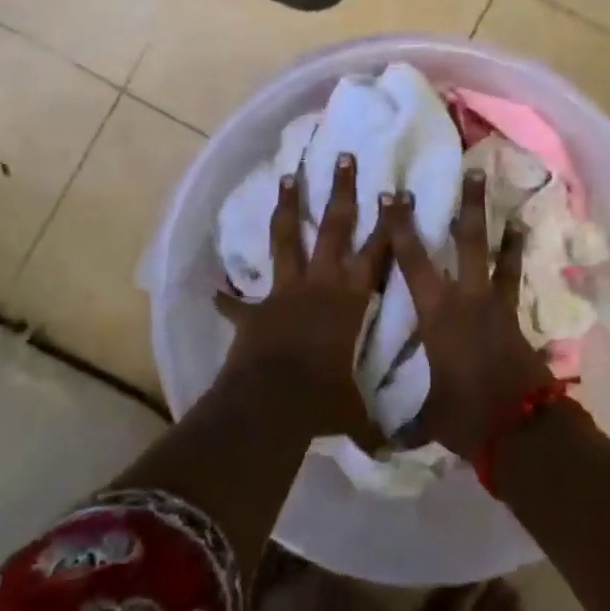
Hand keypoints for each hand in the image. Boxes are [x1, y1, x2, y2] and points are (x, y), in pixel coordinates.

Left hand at [214, 153, 389, 443]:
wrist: (272, 403)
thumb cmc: (323, 400)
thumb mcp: (354, 413)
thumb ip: (372, 425)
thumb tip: (394, 454)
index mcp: (351, 300)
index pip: (377, 253)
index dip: (388, 222)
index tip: (394, 191)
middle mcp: (320, 284)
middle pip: (333, 226)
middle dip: (340, 190)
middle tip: (342, 156)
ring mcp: (284, 291)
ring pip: (286, 238)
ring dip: (287, 206)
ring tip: (287, 175)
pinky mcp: (255, 310)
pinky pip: (237, 301)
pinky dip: (226, 297)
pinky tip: (214, 288)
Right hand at [384, 169, 556, 457]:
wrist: (519, 429)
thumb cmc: (463, 415)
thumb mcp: (423, 413)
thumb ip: (398, 416)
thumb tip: (374, 435)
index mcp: (436, 313)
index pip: (411, 260)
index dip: (400, 227)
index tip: (393, 194)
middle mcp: (465, 297)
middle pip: (465, 241)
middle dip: (466, 206)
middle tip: (470, 172)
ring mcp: (494, 303)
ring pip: (494, 251)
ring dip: (495, 220)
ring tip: (499, 191)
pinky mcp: (514, 315)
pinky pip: (512, 275)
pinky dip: (515, 251)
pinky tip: (520, 229)